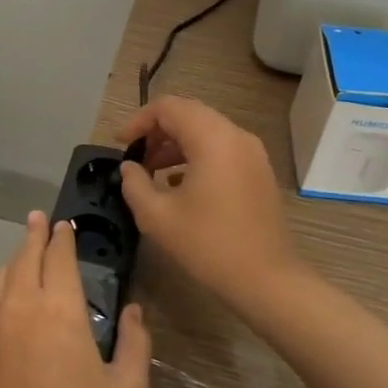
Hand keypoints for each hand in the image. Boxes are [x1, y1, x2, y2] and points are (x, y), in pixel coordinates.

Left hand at [0, 213, 150, 387]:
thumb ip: (137, 345)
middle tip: (39, 219)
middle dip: (34, 234)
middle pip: (26, 256)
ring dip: (14, 258)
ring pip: (0, 275)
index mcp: (61, 310)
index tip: (66, 225)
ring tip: (21, 252)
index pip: (60, 257)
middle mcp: (22, 305)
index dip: (63, 238)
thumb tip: (135, 310)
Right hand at [118, 95, 306, 307]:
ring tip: (152, 171)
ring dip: (176, 143)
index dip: (138, 120)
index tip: (120, 144)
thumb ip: (134, 184)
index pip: (169, 107)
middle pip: (189, 114)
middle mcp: (235, 135)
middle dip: (157, 130)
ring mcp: (252, 152)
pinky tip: (179, 184)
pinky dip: (196, 154)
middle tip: (135, 156)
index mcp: (212, 139)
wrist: (267, 279)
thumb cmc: (209, 245)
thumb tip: (129, 167)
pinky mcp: (258, 170)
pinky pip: (221, 148)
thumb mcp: (157, 217)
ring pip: (206, 130)